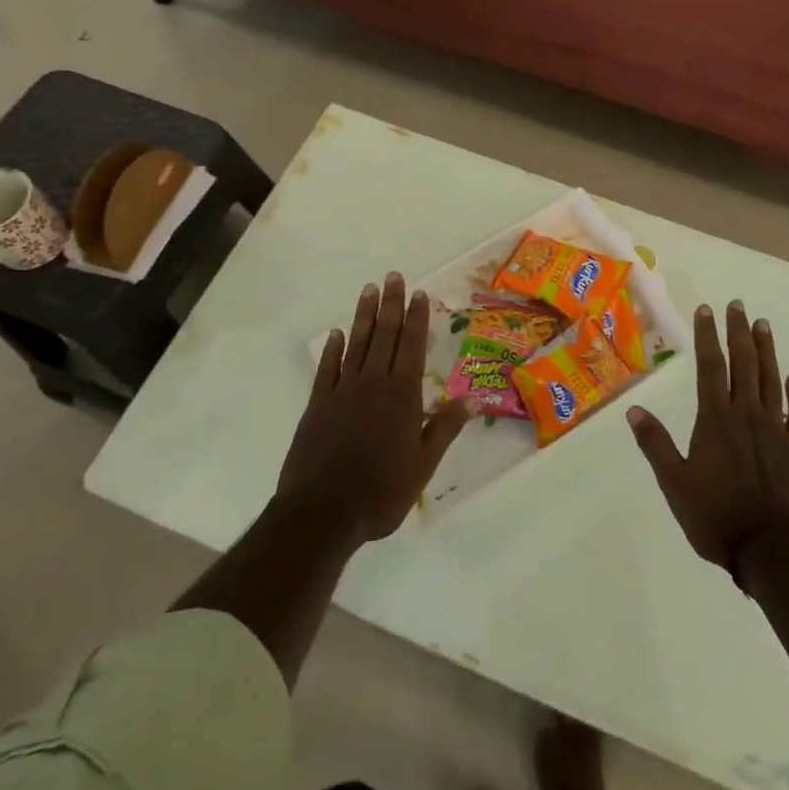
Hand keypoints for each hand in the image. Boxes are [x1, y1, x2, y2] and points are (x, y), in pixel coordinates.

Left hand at [276, 273, 471, 543]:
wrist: (322, 513)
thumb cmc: (380, 491)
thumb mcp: (422, 465)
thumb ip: (443, 429)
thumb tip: (470, 400)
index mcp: (402, 396)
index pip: (412, 346)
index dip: (416, 318)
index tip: (419, 293)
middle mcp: (373, 384)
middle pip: (384, 335)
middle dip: (390, 304)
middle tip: (393, 276)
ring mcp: (342, 392)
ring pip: (356, 344)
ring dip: (364, 315)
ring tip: (369, 289)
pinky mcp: (318, 405)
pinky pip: (328, 368)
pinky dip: (333, 348)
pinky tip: (337, 333)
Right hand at [627, 301, 788, 576]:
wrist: (769, 548)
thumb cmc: (715, 516)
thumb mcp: (674, 483)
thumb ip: (655, 444)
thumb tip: (634, 410)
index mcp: (715, 419)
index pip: (710, 367)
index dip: (707, 336)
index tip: (706, 309)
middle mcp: (746, 414)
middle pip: (743, 364)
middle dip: (739, 332)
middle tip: (738, 305)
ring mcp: (776, 429)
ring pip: (772, 380)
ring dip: (767, 351)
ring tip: (763, 325)